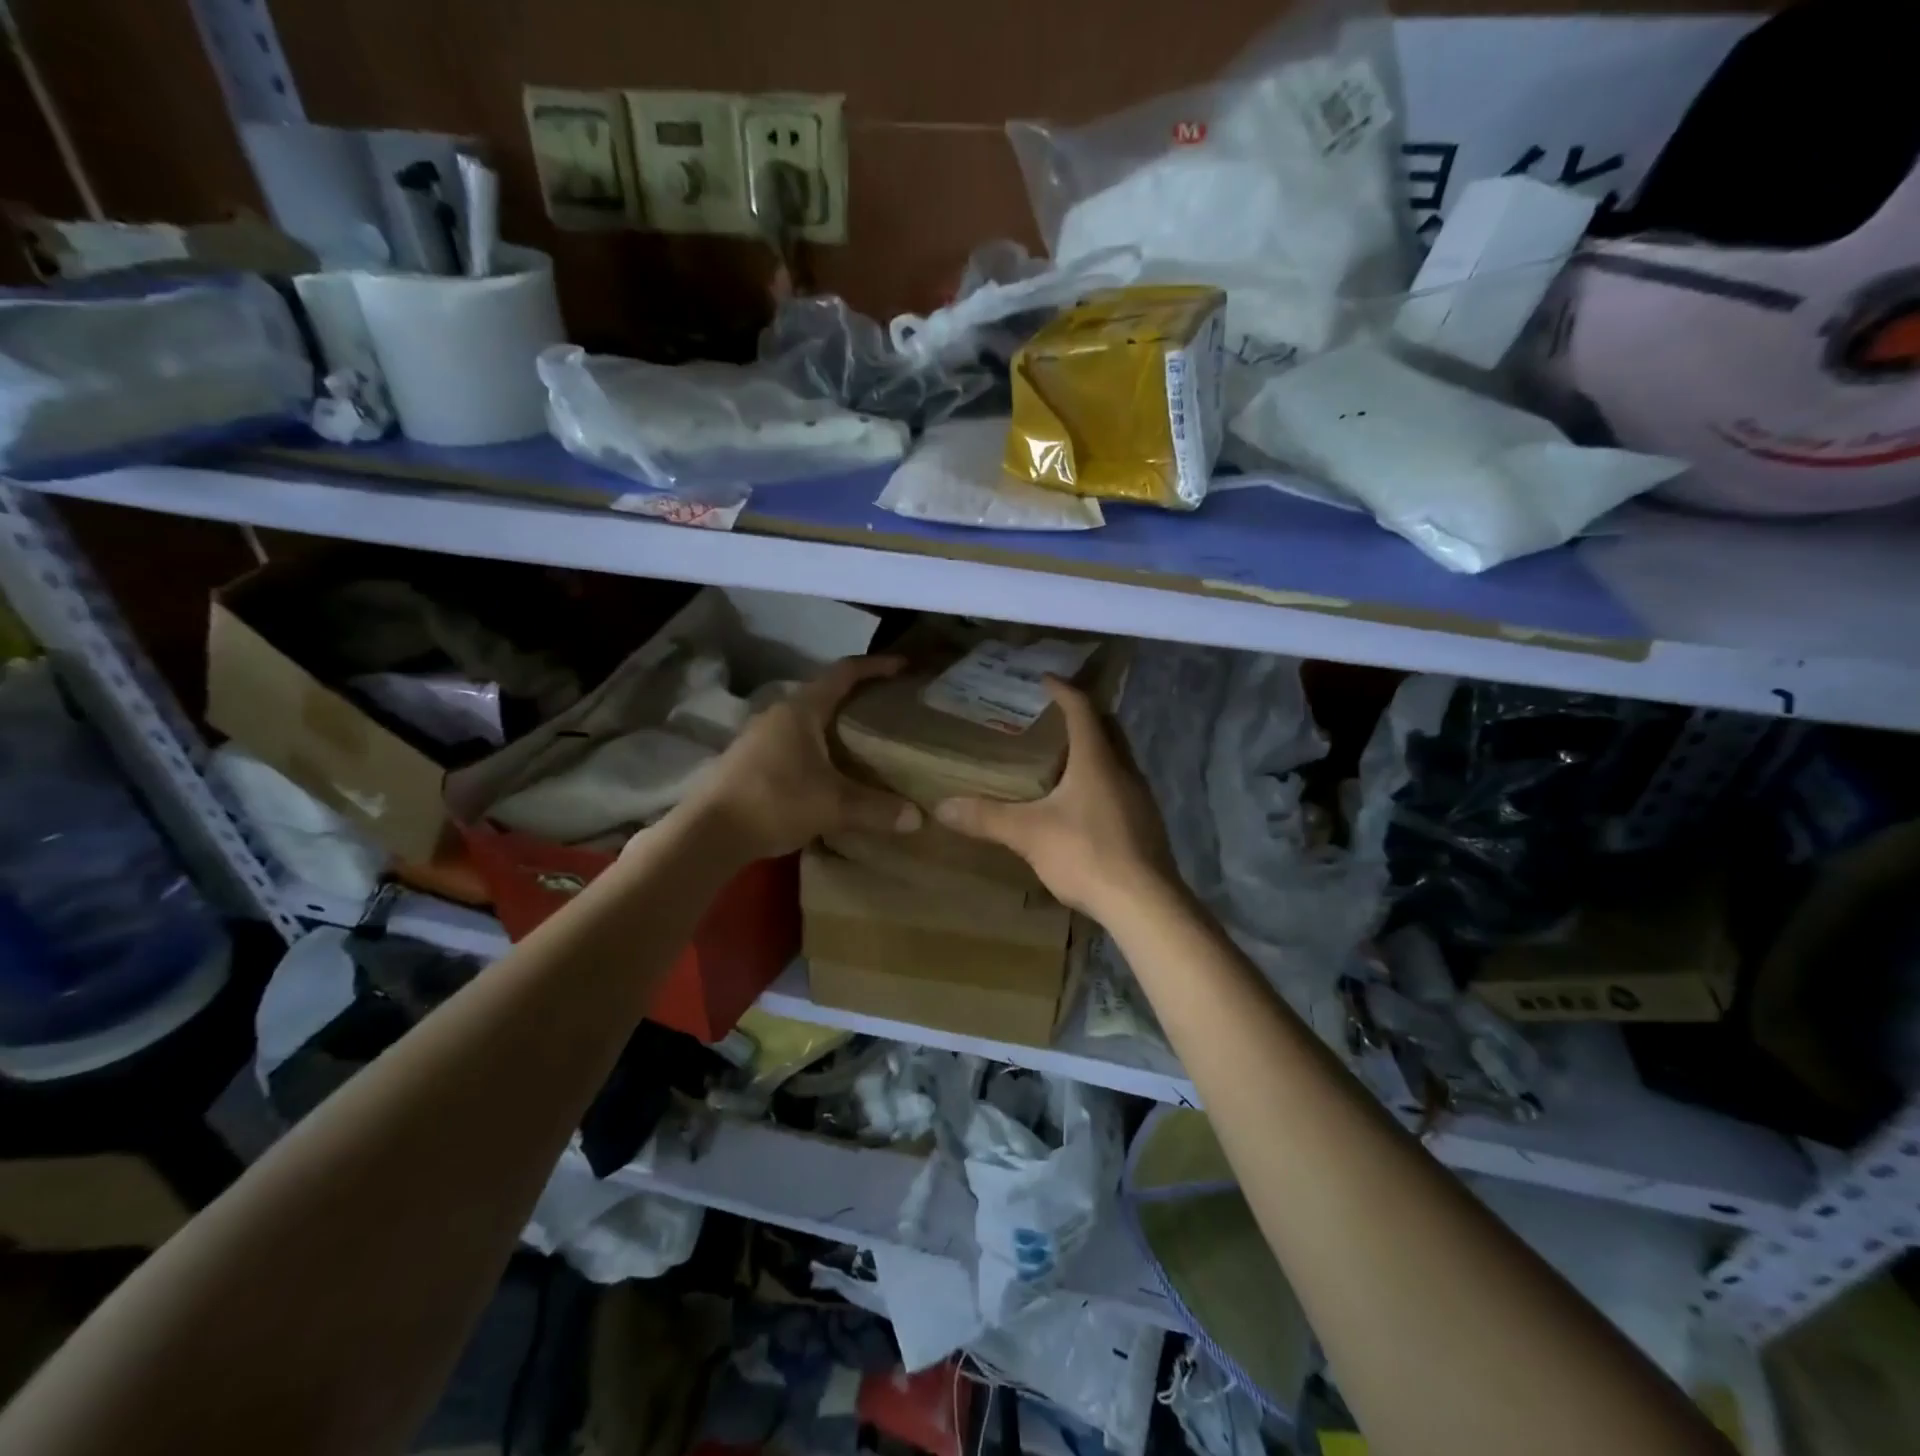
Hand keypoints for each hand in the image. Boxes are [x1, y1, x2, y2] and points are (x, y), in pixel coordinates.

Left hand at [682, 655, 921, 861]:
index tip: (903, 666)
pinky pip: (794, 742)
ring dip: (835, 725)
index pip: (845, 672)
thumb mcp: (833, 806)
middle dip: (858, 697)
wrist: (708, 832)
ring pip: (807, 720)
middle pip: (825, 694)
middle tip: (889, 709)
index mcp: (801, 709)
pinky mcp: (750, 760)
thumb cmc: (775, 802)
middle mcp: (779, 714)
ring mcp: (760, 737)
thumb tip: (918, 818)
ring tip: (864, 741)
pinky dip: (818, 747)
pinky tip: (830, 771)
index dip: (876, 666)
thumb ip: (877, 808)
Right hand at [934, 677, 1178, 920]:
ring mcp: (1140, 799)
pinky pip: (1120, 788)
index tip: (1045, 679)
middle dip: (1082, 717)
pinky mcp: (1145, 825)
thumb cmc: (1086, 853)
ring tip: (1061, 761)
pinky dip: (1100, 782)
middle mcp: (1124, 770)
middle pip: (1107, 729)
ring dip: (1092, 752)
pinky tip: (1080, 806)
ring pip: (1116, 760)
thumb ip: (987, 818)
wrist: (1144, 904)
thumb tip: (942, 807)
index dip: (1063, 690)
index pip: (1082, 710)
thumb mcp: (1028, 834)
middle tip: (1052, 718)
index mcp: (1097, 760)